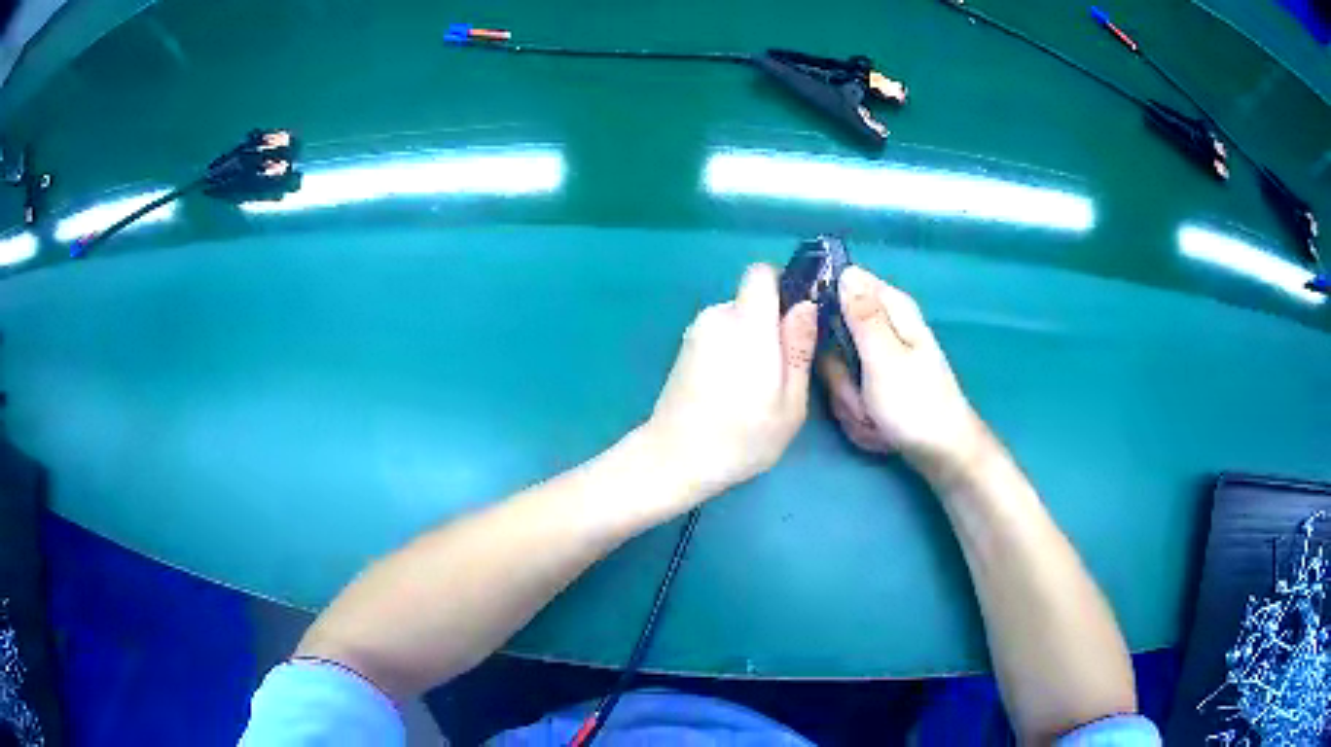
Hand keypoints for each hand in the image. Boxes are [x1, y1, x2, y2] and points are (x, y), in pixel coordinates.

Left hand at [647, 264, 817, 497]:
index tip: (796, 319)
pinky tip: (730, 391)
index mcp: (746, 323)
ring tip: (754, 387)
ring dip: (750, 342)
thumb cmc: (741, 436)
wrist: (674, 459)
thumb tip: (807, 305)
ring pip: (735, 320)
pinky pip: (718, 336)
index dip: (782, 286)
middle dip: (770, 325)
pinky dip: (730, 353)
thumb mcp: (789, 402)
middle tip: (781, 370)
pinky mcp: (684, 349)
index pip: (761, 273)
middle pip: (751, 300)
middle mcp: (716, 316)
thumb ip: (799, 349)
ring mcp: (695, 332)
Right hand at [819, 267, 983, 475]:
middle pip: (836, 333)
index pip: (845, 282)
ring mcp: (881, 359)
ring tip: (872, 412)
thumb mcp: (883, 357)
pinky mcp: (878, 385)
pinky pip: (850, 391)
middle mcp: (887, 328)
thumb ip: (862, 315)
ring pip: (839, 368)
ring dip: (850, 397)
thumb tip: (845, 271)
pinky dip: (859, 411)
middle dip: (840, 369)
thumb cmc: (916, 404)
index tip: (821, 332)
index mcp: (893, 309)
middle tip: (859, 390)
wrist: (941, 453)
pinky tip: (875, 423)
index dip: (827, 303)